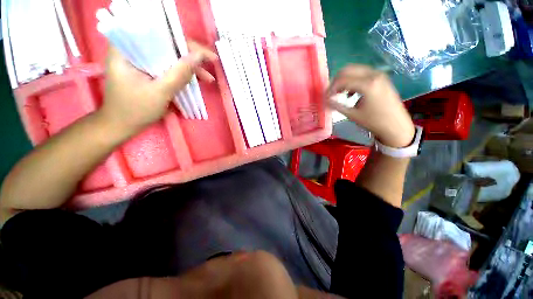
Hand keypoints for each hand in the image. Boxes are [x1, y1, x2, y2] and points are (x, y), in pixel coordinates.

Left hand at [99, 41, 217, 135]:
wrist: (122, 125)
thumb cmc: (135, 110)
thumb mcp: (160, 92)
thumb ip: (179, 74)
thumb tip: (199, 57)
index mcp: (127, 48)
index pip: (160, 35)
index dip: (185, 43)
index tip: (206, 55)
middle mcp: (134, 49)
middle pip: (167, 44)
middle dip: (191, 56)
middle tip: (210, 65)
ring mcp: (141, 60)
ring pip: (170, 56)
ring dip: (190, 66)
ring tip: (208, 78)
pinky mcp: (147, 70)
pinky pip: (168, 66)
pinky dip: (183, 73)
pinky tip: (196, 80)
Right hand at [326, 65, 414, 147]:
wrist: (396, 125)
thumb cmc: (374, 122)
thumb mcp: (352, 115)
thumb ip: (337, 105)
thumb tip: (325, 100)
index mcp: (367, 84)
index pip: (342, 80)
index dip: (331, 88)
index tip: (325, 97)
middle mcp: (374, 74)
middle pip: (348, 69)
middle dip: (336, 81)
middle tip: (331, 93)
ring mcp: (379, 75)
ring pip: (355, 70)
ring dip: (344, 79)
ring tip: (339, 93)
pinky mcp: (381, 78)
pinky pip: (363, 73)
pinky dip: (353, 80)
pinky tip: (351, 93)